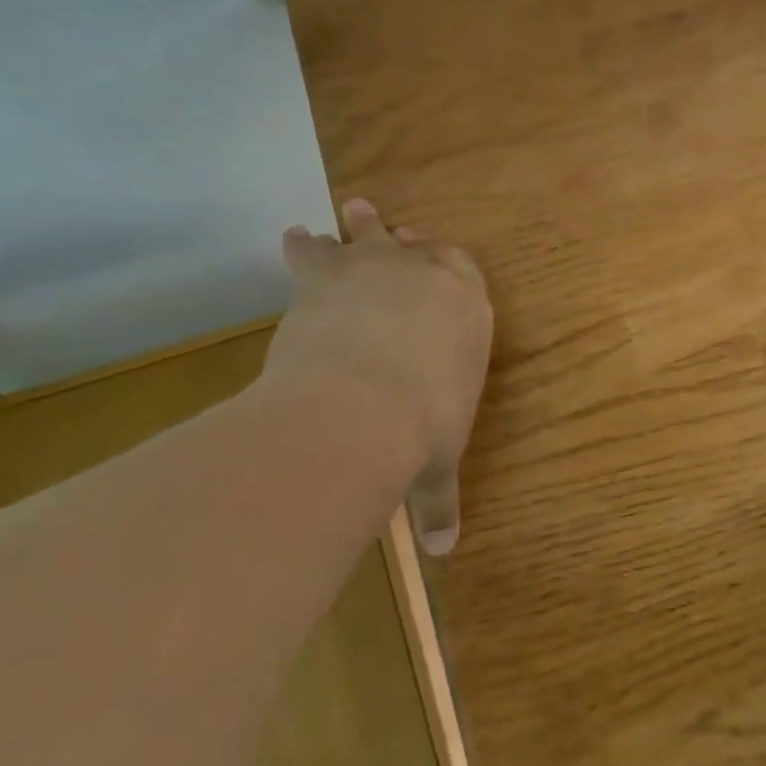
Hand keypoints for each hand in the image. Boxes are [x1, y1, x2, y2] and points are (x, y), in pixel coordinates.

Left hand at [263, 198, 491, 543]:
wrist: (365, 404)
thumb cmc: (423, 428)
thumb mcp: (436, 466)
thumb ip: (439, 502)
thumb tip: (444, 553)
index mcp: (469, 310)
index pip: (464, 270)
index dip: (447, 264)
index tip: (434, 261)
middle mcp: (429, 276)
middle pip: (416, 245)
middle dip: (404, 240)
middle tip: (392, 229)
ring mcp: (378, 268)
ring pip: (368, 234)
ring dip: (359, 225)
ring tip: (348, 212)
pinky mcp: (327, 273)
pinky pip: (313, 247)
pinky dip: (304, 245)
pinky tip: (295, 238)